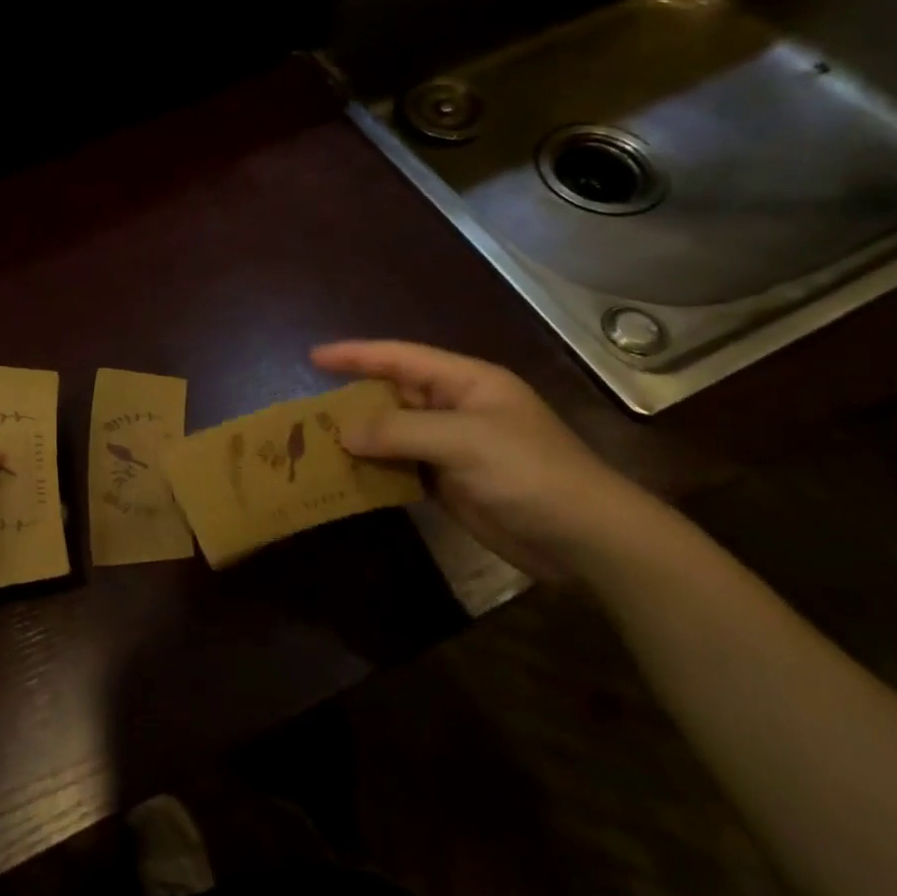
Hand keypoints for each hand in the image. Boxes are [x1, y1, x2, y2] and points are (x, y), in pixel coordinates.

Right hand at [311, 340, 669, 582]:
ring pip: (393, 432)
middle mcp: (456, 407)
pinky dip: (375, 469)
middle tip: (308, 410)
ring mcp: (454, 446)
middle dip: (353, 399)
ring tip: (317, 442)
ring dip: (360, 438)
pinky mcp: (451, 482)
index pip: (400, 358)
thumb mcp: (462, 441)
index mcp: (466, 382)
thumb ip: (398, 430)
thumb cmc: (530, 473)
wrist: (588, 541)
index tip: (314, 357)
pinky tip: (348, 474)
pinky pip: (402, 466)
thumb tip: (343, 433)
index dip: (356, 354)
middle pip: (393, 394)